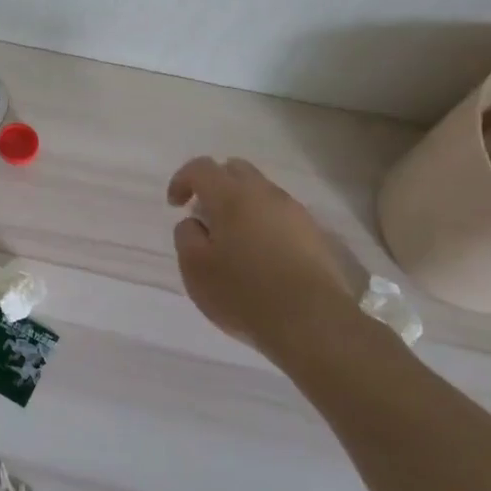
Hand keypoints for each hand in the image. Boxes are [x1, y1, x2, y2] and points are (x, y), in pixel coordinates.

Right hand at [166, 156, 357, 353]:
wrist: (313, 322)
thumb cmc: (244, 293)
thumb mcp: (195, 269)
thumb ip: (186, 236)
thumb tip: (195, 222)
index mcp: (231, 196)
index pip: (201, 167)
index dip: (182, 180)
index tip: (175, 206)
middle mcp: (265, 194)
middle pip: (235, 170)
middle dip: (215, 185)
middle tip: (205, 217)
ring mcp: (295, 212)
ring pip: (261, 192)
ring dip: (242, 206)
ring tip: (234, 241)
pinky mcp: (315, 235)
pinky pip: (282, 216)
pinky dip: (265, 224)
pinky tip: (262, 257)